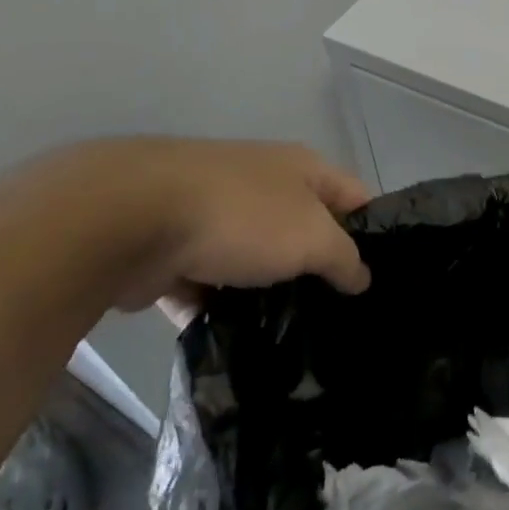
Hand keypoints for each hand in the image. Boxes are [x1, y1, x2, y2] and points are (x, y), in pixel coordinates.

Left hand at [0, 139, 372, 312]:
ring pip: (255, 260)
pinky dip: (218, 307)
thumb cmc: (241, 216)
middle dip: (317, 269)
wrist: (127, 219)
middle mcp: (261, 184)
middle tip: (337, 315)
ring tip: (290, 337)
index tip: (381, 278)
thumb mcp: (314, 237)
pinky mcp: (174, 248)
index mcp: (301, 168)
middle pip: (304, 230)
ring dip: (266, 293)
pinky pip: (208, 283)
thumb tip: (362, 278)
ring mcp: (215, 215)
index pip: (354, 196)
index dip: (373, 232)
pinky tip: (235, 341)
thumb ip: (346, 259)